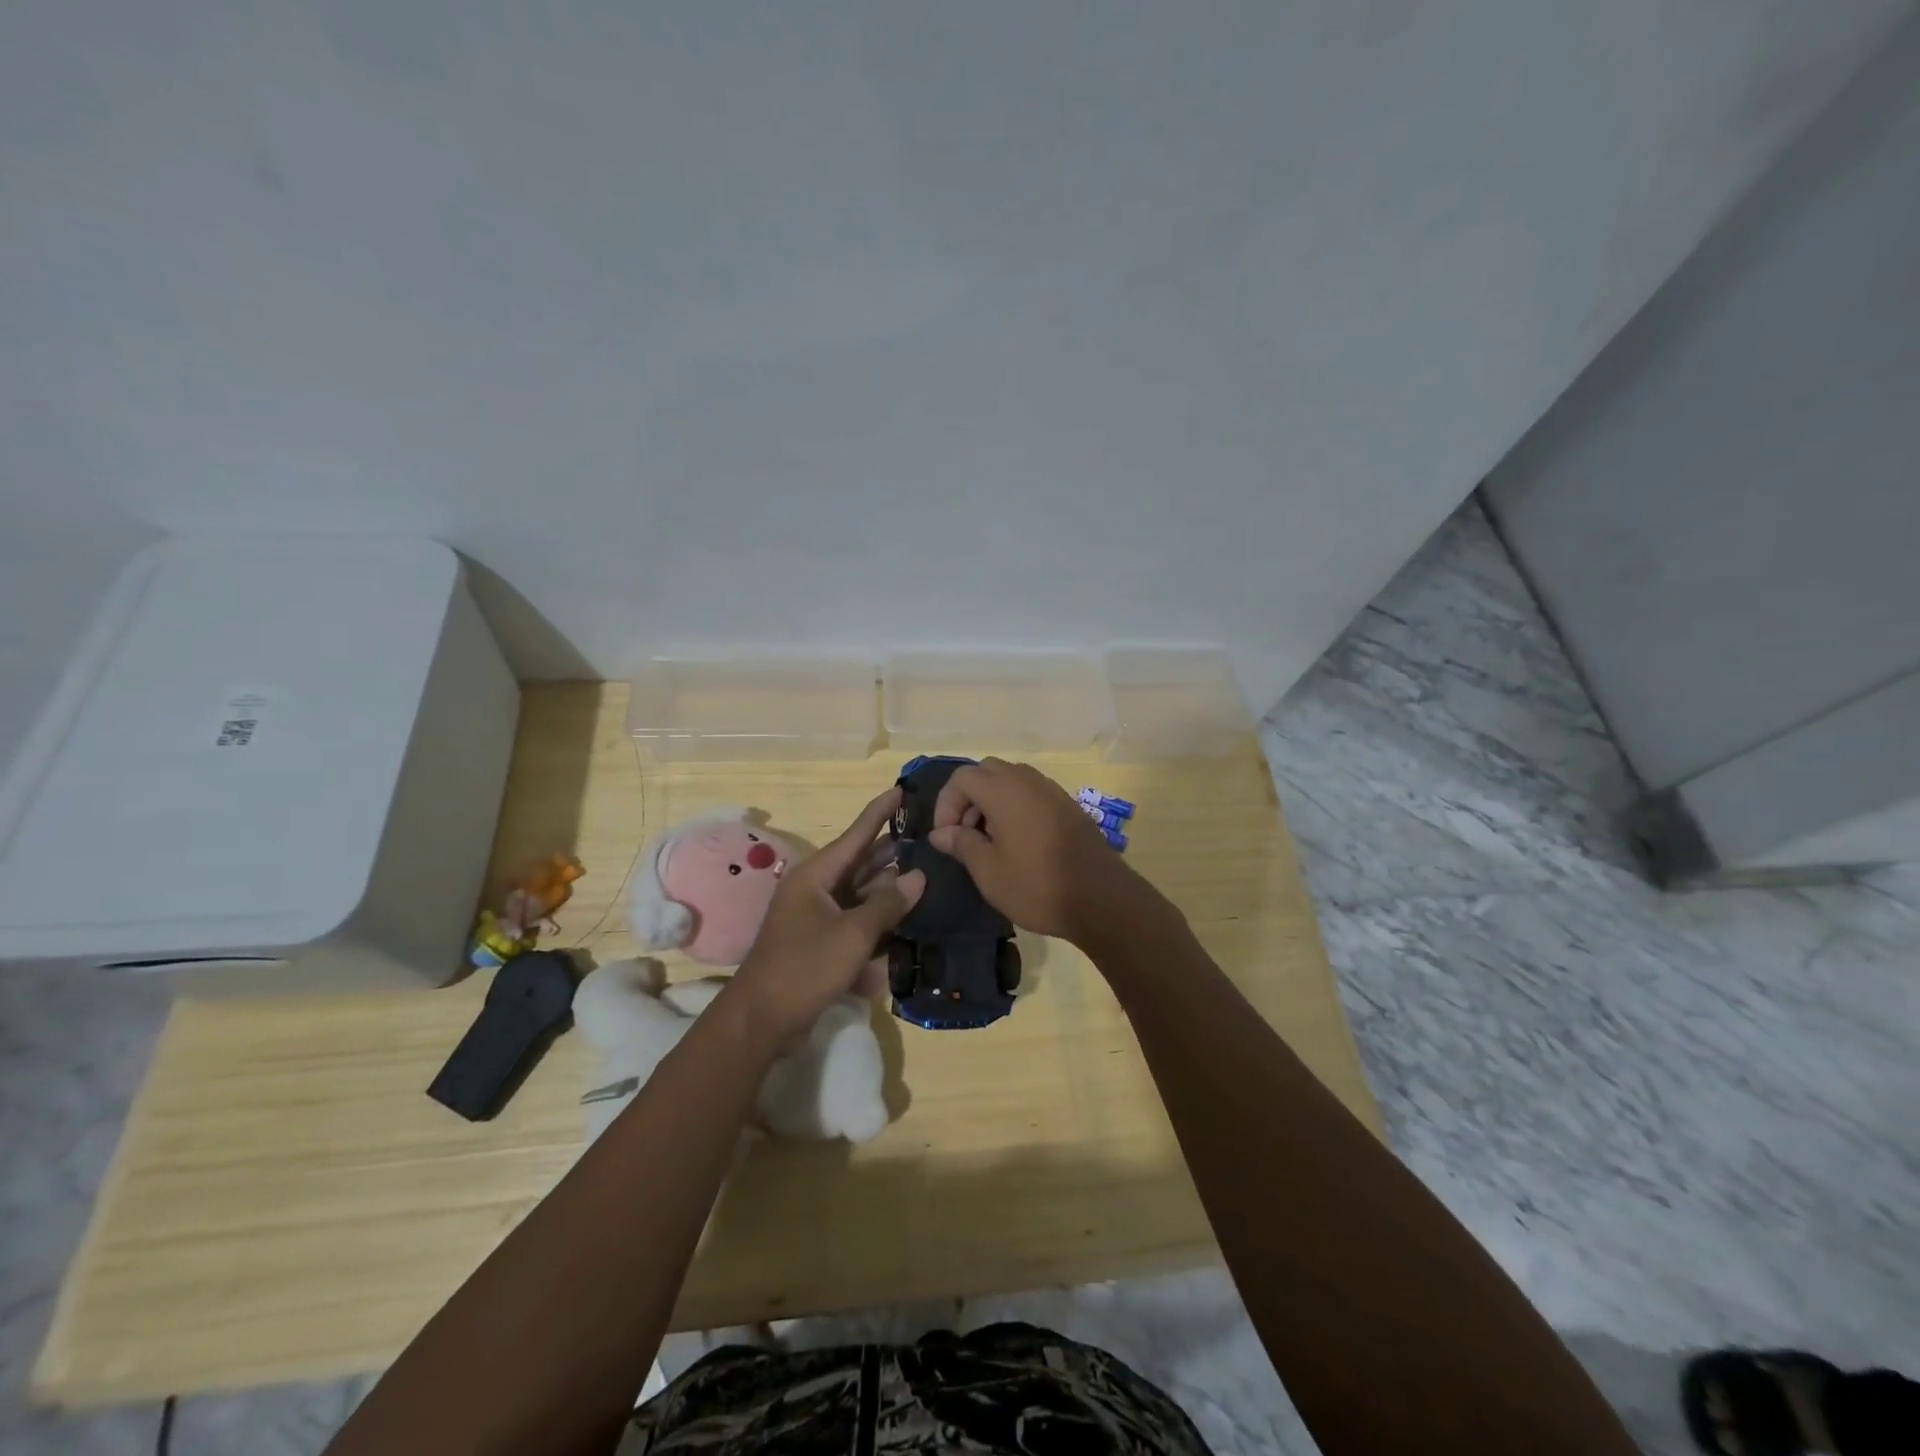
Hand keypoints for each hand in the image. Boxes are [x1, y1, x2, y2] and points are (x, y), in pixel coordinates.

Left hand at [727, 788, 924, 1042]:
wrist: (761, 1021)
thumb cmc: (805, 967)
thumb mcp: (852, 934)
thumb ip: (887, 904)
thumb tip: (916, 877)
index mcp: (816, 876)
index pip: (855, 835)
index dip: (879, 812)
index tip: (901, 790)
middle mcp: (815, 890)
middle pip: (859, 863)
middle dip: (890, 852)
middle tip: (925, 838)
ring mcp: (816, 918)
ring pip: (859, 895)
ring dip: (887, 891)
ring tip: (924, 877)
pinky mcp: (819, 945)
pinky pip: (854, 924)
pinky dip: (876, 925)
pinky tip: (904, 927)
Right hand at [928, 759, 1152, 946]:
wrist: (1101, 899)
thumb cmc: (1037, 886)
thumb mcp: (989, 871)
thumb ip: (962, 844)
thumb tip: (941, 833)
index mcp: (1004, 791)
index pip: (962, 778)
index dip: (946, 804)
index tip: (946, 837)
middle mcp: (1028, 781)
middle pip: (986, 772)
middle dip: (968, 798)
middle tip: (966, 834)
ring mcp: (1052, 791)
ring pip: (1011, 780)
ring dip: (992, 802)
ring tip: (990, 841)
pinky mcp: (1068, 806)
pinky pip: (1031, 793)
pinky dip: (1015, 806)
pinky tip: (1017, 842)